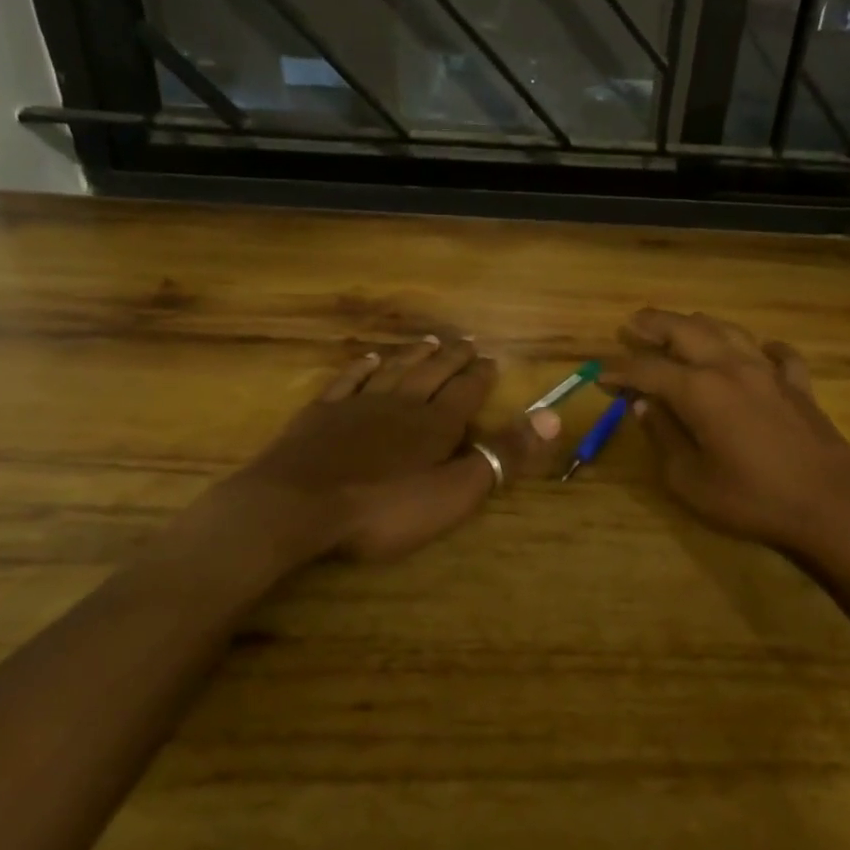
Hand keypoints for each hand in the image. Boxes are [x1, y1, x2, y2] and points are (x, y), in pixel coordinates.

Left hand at [173, 337, 562, 569]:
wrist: (296, 506)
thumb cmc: (383, 508)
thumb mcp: (454, 491)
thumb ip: (502, 455)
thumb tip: (553, 415)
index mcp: (435, 425)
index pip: (466, 392)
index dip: (480, 376)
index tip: (491, 358)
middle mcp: (401, 404)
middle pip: (432, 374)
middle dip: (453, 358)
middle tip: (467, 341)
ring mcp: (358, 406)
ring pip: (394, 371)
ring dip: (414, 356)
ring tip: (429, 341)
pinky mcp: (321, 416)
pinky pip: (348, 381)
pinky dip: (362, 368)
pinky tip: (369, 359)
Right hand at [602, 310, 849, 558]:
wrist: (832, 506)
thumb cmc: (753, 499)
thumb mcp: (691, 481)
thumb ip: (663, 438)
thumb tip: (643, 406)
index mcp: (700, 390)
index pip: (648, 370)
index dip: (620, 369)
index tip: (598, 372)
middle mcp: (731, 367)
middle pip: (686, 331)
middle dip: (654, 325)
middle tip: (632, 324)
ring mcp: (769, 371)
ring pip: (728, 331)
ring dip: (698, 324)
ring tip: (680, 325)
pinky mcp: (798, 385)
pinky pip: (777, 354)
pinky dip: (761, 348)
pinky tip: (758, 352)